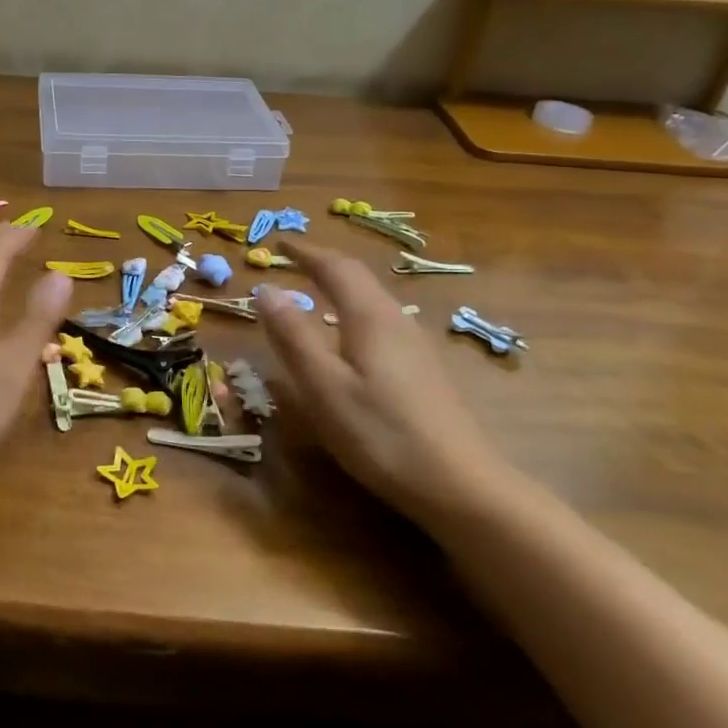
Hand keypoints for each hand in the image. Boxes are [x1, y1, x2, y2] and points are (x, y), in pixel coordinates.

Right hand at [256, 238, 509, 523]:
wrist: (460, 485)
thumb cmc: (381, 434)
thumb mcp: (324, 386)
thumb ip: (293, 336)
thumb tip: (266, 289)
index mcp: (370, 317)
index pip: (336, 267)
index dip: (305, 251)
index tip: (279, 242)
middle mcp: (396, 320)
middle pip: (359, 278)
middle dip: (324, 263)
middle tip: (293, 261)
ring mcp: (415, 345)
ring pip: (372, 299)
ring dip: (340, 286)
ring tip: (314, 291)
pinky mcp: (423, 370)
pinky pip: (380, 321)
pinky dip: (352, 311)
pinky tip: (347, 337)